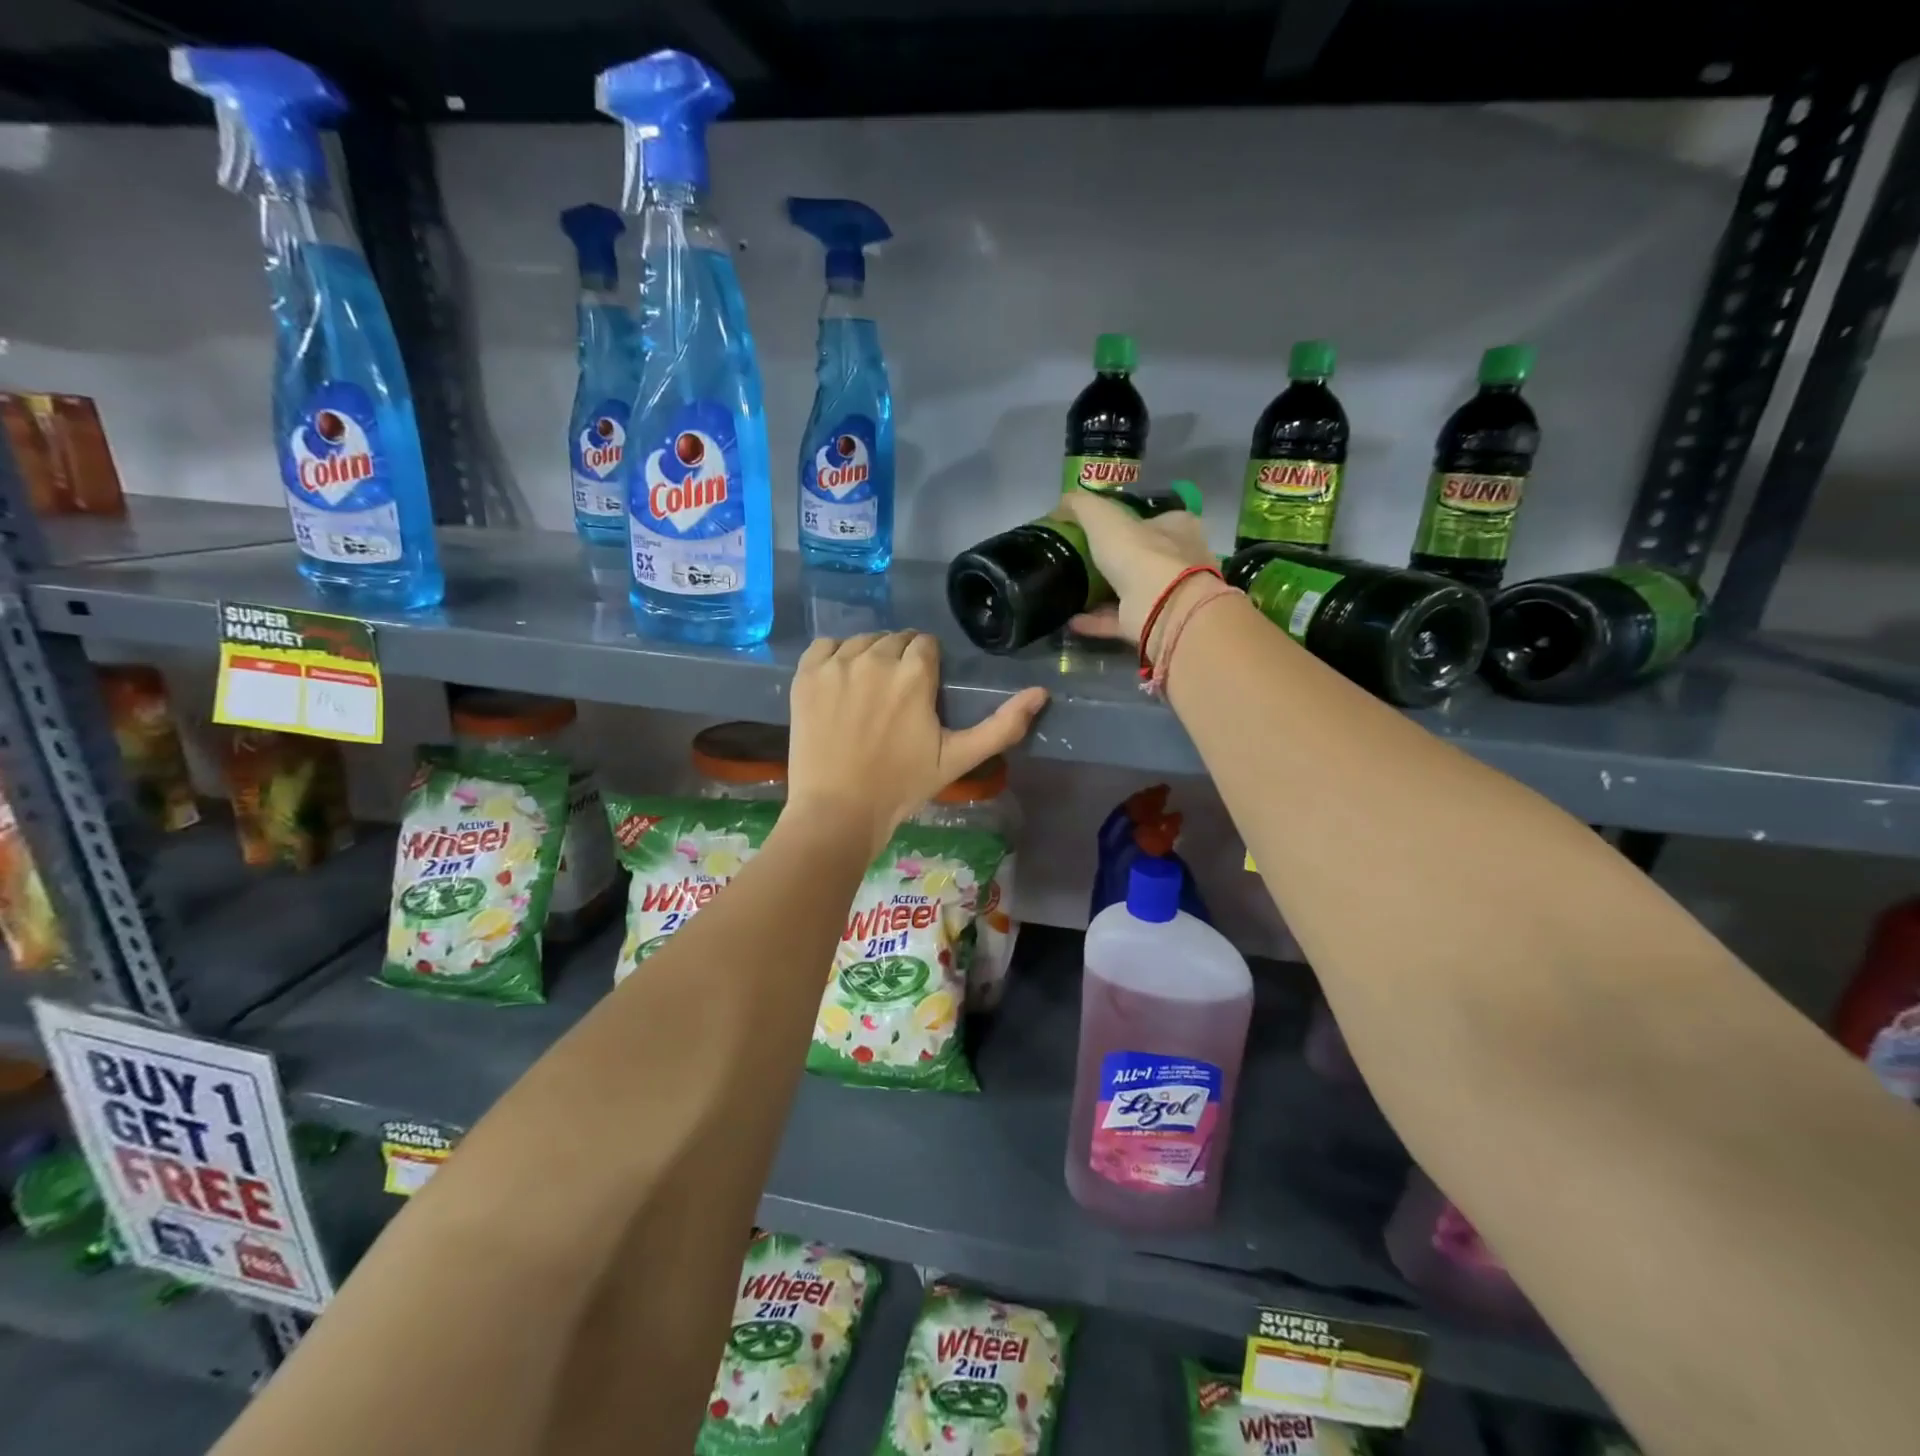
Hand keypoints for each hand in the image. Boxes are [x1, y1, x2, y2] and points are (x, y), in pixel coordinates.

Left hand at [787, 631, 1047, 859]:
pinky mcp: (806, 676)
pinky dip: (834, 657)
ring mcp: (837, 664)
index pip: (925, 644)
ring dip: (869, 658)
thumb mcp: (959, 759)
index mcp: (915, 672)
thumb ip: (1002, 726)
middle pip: (894, 640)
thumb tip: (1041, 693)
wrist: (838, 812)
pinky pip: (825, 646)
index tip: (922, 695)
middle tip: (896, 700)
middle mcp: (876, 657)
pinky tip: (839, 685)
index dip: (927, 667)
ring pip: (861, 641)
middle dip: (900, 661)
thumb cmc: (902, 787)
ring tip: (868, 695)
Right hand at [1061, 491, 1218, 654]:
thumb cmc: (1140, 553)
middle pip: (1144, 556)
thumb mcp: (1103, 517)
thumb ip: (1081, 507)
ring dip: (1103, 593)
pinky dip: (1096, 620)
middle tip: (1082, 561)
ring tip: (1073, 591)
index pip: (1155, 519)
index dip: (1129, 521)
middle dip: (1116, 559)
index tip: (1098, 530)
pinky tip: (1072, 620)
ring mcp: (1168, 595)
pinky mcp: (1154, 623)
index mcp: (1178, 528)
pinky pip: (1120, 619)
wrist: (1163, 607)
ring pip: (1132, 591)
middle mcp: (1179, 560)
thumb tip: (1060, 504)